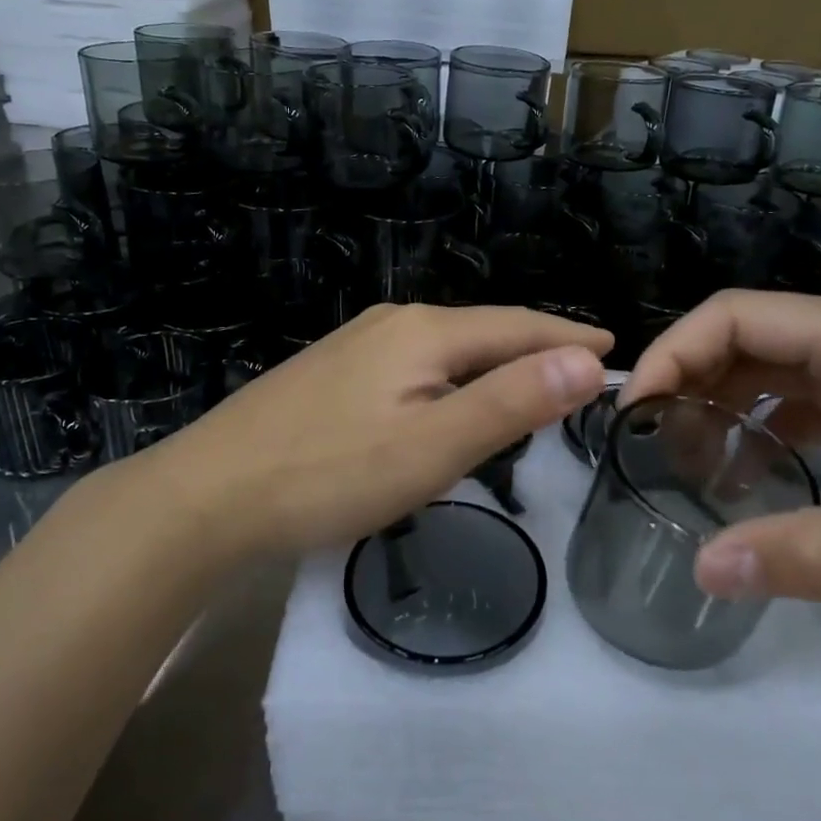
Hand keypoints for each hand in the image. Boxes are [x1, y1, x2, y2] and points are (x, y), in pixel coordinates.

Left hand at [119, 303, 611, 557]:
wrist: (207, 495)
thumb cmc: (328, 474)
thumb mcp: (432, 447)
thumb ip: (510, 403)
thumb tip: (587, 361)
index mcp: (424, 332)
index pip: (517, 325)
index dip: (568, 337)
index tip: (613, 348)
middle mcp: (393, 324)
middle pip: (483, 331)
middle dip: (535, 348)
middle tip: (581, 373)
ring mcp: (356, 346)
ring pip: (447, 350)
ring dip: (494, 363)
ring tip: (531, 384)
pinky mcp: (333, 373)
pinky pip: (415, 366)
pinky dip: (454, 379)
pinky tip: (450, 399)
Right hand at [622, 290, 820, 602]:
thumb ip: (814, 552)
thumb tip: (705, 569)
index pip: (735, 315)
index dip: (675, 350)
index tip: (635, 408)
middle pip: (746, 341)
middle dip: (691, 383)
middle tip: (649, 445)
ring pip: (772, 376)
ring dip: (725, 410)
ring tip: (688, 464)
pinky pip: (803, 410)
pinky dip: (765, 435)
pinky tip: (751, 478)